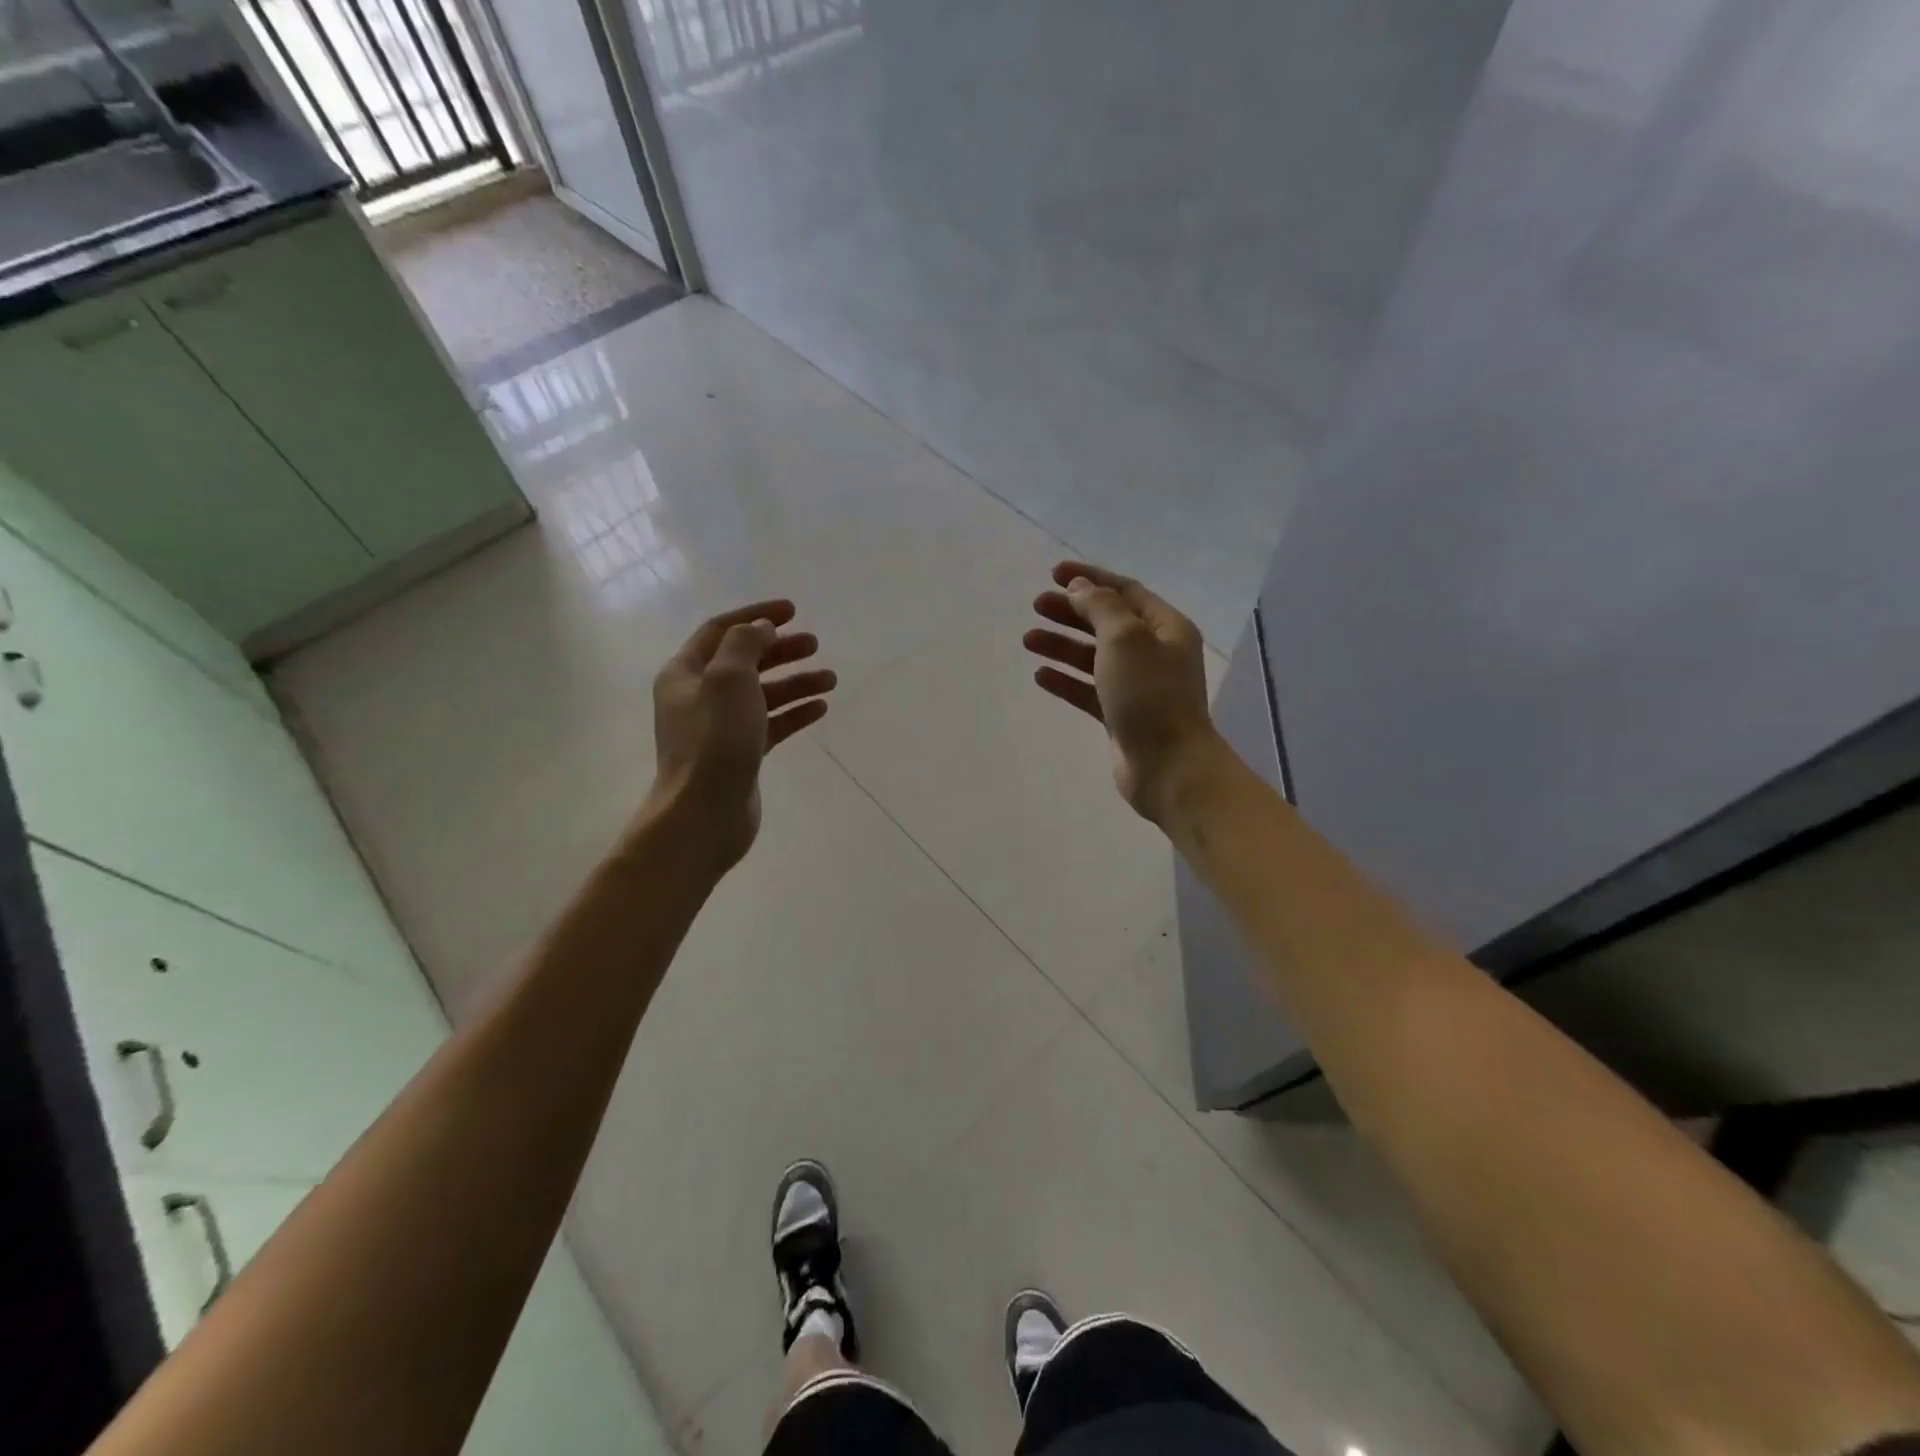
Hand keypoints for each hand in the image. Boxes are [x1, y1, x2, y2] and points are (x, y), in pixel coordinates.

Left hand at [645, 599, 835, 870]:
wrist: (705, 812)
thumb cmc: (714, 739)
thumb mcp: (728, 678)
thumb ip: (745, 644)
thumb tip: (760, 629)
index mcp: (685, 673)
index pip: (721, 630)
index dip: (756, 615)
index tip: (793, 610)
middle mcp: (698, 696)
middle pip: (744, 661)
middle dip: (780, 649)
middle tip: (815, 644)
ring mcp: (719, 727)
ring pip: (762, 694)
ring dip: (795, 682)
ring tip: (830, 678)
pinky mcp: (739, 753)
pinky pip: (770, 724)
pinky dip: (793, 713)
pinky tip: (820, 708)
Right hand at [1024, 561, 1217, 823]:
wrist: (1169, 766)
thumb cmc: (1150, 694)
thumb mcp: (1125, 638)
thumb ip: (1100, 607)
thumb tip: (1080, 588)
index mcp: (1165, 628)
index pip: (1124, 591)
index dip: (1090, 578)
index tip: (1053, 573)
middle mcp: (1154, 653)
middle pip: (1106, 622)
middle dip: (1071, 611)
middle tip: (1036, 606)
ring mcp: (1138, 686)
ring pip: (1094, 656)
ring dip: (1062, 645)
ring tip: (1028, 640)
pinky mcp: (1122, 716)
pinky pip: (1089, 690)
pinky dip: (1066, 680)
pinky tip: (1041, 675)